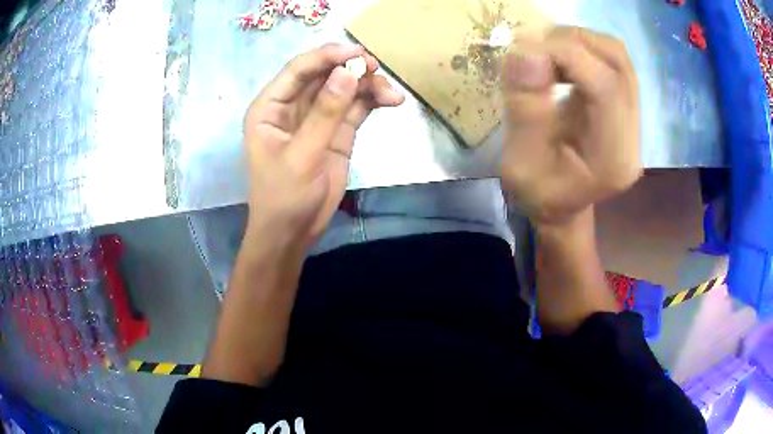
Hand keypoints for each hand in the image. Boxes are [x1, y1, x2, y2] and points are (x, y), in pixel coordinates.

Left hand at [242, 44, 404, 248]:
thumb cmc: (284, 196)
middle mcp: (292, 106)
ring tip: (391, 94)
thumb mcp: (302, 155)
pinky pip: (355, 107)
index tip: (357, 52)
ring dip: (367, 85)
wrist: (293, 233)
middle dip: (351, 69)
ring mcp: (316, 117)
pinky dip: (372, 101)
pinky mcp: (336, 132)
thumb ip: (326, 113)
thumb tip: (348, 73)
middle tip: (377, 69)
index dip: (326, 56)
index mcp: (270, 107)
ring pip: (343, 88)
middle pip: (324, 75)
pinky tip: (391, 101)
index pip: (298, 70)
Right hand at [499, 27, 640, 227]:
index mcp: (613, 158)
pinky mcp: (624, 106)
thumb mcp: (519, 164)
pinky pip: (610, 62)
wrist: (561, 206)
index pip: (606, 85)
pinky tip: (558, 62)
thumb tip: (526, 52)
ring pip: (617, 56)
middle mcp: (633, 135)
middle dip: (572, 41)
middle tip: (534, 48)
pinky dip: (581, 50)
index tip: (525, 51)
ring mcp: (633, 118)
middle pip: (618, 62)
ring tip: (545, 54)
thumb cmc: (539, 195)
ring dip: (577, 42)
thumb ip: (525, 110)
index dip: (567, 55)